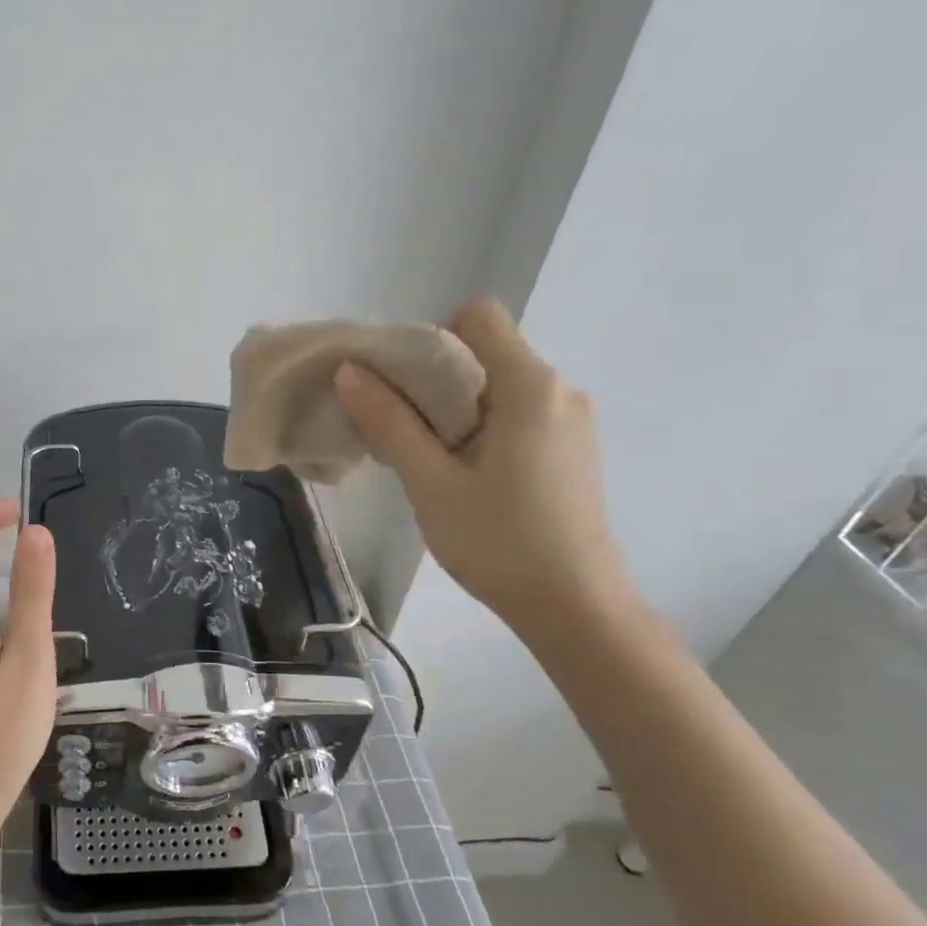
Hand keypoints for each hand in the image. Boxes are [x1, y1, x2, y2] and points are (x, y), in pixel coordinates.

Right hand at [334, 299, 639, 634]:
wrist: (576, 609)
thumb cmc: (499, 542)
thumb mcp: (431, 483)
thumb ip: (390, 421)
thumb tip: (349, 370)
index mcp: (529, 386)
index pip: (479, 316)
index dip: (432, 338)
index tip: (404, 386)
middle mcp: (560, 390)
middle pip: (487, 351)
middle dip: (436, 378)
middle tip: (403, 428)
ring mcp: (572, 421)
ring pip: (500, 386)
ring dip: (457, 408)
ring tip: (430, 459)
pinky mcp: (573, 450)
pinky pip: (518, 413)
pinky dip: (483, 427)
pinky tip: (467, 476)